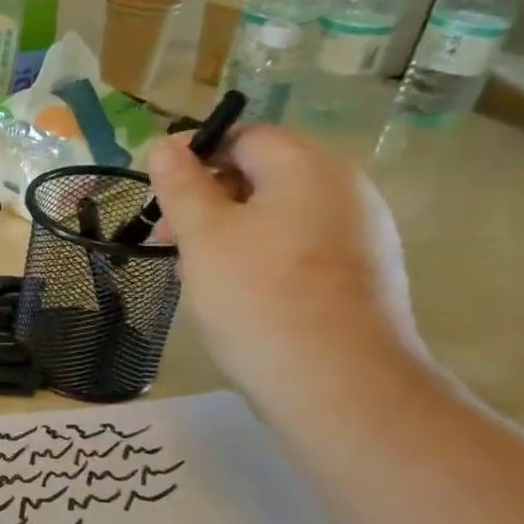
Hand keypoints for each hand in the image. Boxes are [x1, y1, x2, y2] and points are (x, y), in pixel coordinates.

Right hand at [147, 125, 425, 409]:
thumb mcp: (204, 235)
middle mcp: (344, 189)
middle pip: (262, 175)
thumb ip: (181, 184)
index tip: (159, 195)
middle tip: (168, 242)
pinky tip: (238, 297)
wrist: (342, 387)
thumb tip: (165, 143)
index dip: (194, 157)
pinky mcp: (364, 275)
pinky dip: (262, 258)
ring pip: (278, 216)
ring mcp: (361, 234)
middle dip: (207, 202)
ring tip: (196, 276)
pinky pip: (301, 248)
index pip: (243, 136)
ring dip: (229, 234)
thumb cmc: (260, 298)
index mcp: (307, 167)